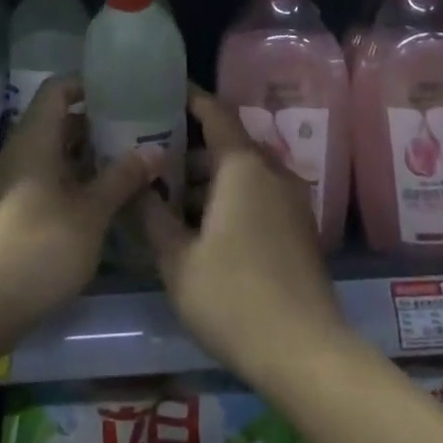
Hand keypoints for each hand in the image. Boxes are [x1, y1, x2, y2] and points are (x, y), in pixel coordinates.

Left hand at [0, 77, 157, 358]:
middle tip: (142, 130)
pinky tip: (109, 200)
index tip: (126, 91)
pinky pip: (50, 182)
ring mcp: (15, 184)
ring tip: (134, 164)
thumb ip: (123, 178)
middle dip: (100, 125)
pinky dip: (78, 183)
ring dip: (92, 158)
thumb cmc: (39, 247)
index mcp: (35, 138)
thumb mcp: (91, 213)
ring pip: (58, 155)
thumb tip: (155, 149)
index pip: (58, 88)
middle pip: (61, 122)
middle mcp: (21, 153)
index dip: (89, 84)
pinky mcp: (15, 214)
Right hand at [140, 87, 350, 380]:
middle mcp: (273, 174)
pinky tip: (203, 229)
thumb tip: (138, 187)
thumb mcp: (178, 261)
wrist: (305, 353)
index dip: (191, 98)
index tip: (166, 89)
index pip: (216, 114)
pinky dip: (230, 198)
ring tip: (170, 201)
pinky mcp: (299, 229)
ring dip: (209, 180)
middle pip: (228, 146)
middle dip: (190, 151)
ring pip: (243, 174)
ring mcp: (291, 202)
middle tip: (152, 161)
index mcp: (243, 168)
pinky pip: (259, 196)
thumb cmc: (232, 298)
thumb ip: (153, 217)